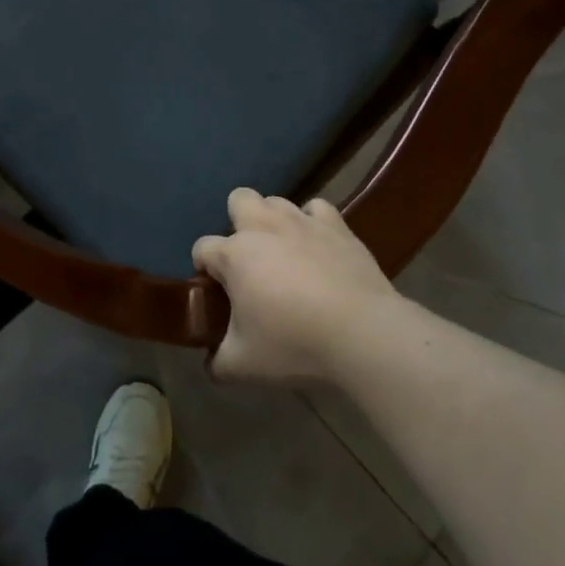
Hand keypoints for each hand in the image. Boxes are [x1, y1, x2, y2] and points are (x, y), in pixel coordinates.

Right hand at [193, 189, 401, 385]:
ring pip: (276, 202)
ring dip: (273, 222)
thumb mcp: (244, 365)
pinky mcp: (336, 226)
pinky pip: (317, 209)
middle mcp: (263, 227)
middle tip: (249, 262)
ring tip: (284, 255)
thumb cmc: (294, 344)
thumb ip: (218, 362)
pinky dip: (313, 223)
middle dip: (237, 223)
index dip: (203, 269)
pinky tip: (317, 246)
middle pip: (238, 200)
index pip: (202, 249)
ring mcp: (301, 221)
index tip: (215, 294)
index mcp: (234, 255)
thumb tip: (210, 365)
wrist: (362, 333)